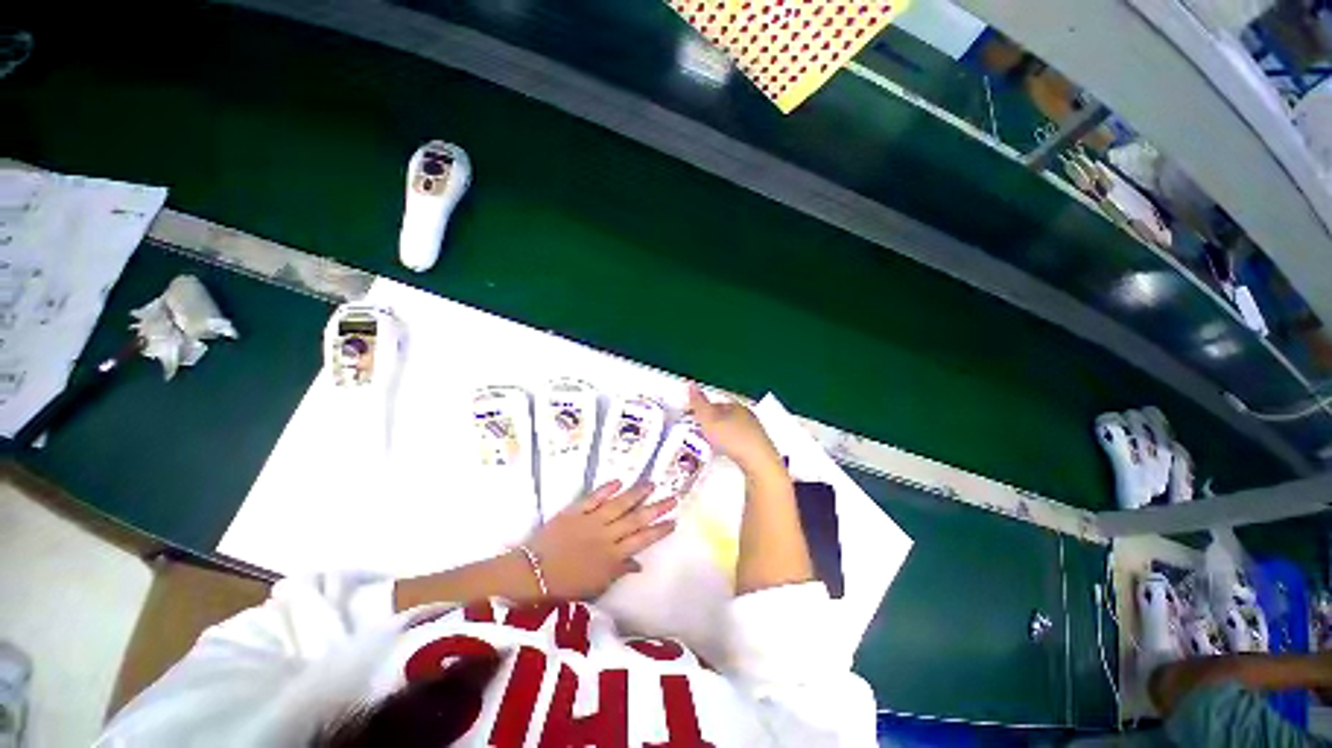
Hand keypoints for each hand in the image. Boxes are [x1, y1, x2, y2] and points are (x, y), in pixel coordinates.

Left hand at [525, 481, 676, 599]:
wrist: (531, 576)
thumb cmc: (565, 586)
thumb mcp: (596, 587)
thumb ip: (618, 572)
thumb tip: (639, 565)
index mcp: (612, 557)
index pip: (642, 540)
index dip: (659, 530)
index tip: (673, 520)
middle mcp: (606, 536)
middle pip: (636, 519)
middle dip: (656, 508)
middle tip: (673, 497)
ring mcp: (591, 521)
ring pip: (619, 504)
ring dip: (636, 494)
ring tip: (651, 483)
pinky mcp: (575, 512)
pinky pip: (593, 498)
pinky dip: (606, 489)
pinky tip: (619, 481)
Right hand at [686, 384, 782, 474]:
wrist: (758, 462)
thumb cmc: (732, 438)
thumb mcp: (708, 419)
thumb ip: (699, 403)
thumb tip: (692, 385)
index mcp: (735, 406)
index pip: (716, 403)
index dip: (704, 411)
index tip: (695, 419)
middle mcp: (747, 416)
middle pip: (726, 416)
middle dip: (714, 423)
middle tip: (701, 433)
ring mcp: (755, 431)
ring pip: (734, 429)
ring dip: (723, 435)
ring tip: (712, 445)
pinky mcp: (758, 447)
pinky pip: (740, 443)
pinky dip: (732, 446)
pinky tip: (726, 453)